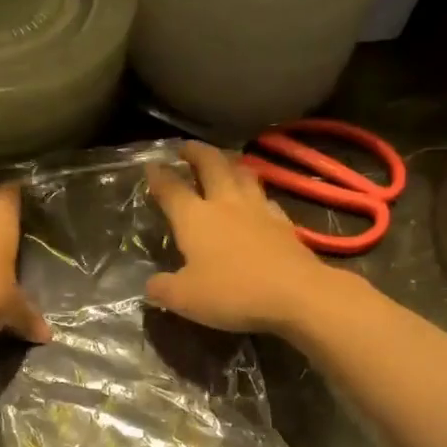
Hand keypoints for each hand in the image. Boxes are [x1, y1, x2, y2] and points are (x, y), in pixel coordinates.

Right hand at [144, 142, 340, 334]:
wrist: (296, 293)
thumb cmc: (232, 292)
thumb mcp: (184, 298)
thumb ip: (162, 289)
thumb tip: (151, 285)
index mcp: (194, 217)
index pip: (171, 188)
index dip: (159, 175)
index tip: (152, 165)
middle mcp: (226, 204)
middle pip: (211, 165)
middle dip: (197, 152)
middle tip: (187, 147)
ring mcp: (259, 209)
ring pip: (243, 173)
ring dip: (230, 163)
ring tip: (224, 162)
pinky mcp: (284, 223)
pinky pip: (266, 198)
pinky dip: (256, 193)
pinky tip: (257, 200)